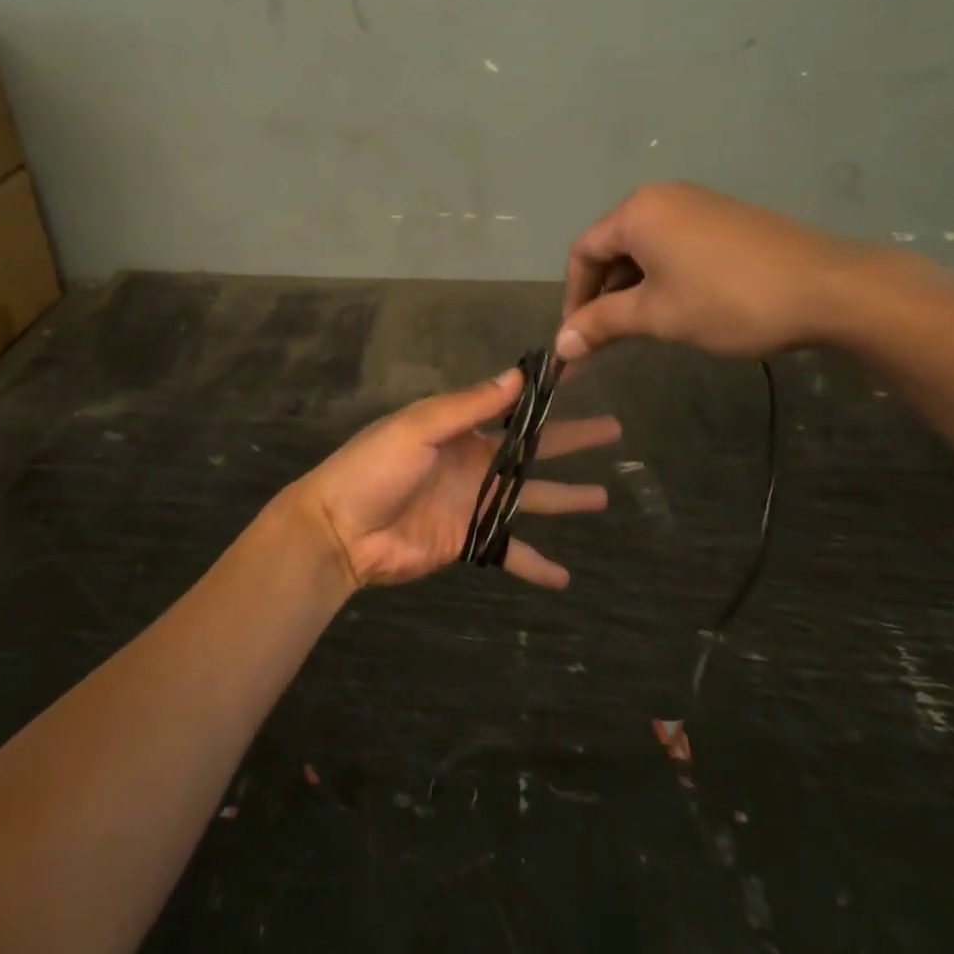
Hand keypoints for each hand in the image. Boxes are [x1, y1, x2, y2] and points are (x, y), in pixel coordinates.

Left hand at [286, 369, 621, 589]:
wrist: (340, 530)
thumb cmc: (374, 469)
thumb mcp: (417, 427)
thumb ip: (467, 407)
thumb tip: (516, 377)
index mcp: (459, 429)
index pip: (511, 404)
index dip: (543, 392)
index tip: (579, 375)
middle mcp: (473, 461)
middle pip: (533, 449)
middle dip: (571, 439)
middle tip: (613, 430)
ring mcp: (473, 502)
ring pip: (530, 497)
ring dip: (566, 498)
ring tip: (604, 497)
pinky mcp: (467, 541)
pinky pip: (508, 550)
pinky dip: (535, 564)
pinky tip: (565, 578)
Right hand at [558, 182, 867, 360]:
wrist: (828, 288)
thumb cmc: (728, 300)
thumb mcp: (656, 315)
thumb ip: (601, 325)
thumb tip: (559, 347)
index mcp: (637, 212)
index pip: (583, 253)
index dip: (573, 298)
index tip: (576, 340)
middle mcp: (662, 197)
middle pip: (612, 247)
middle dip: (603, 295)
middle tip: (605, 339)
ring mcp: (698, 204)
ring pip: (644, 248)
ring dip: (632, 289)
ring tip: (640, 328)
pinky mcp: (725, 219)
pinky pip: (674, 245)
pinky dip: (662, 276)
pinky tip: (677, 306)